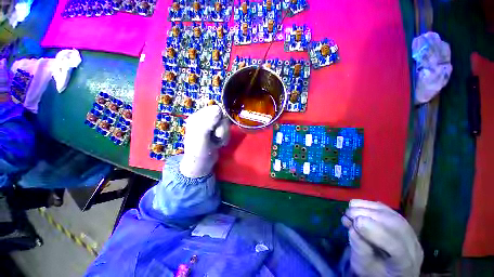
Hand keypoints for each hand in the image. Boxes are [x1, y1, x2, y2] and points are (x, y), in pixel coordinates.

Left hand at [179, 105, 229, 177]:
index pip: (215, 109)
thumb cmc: (198, 151)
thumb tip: (218, 108)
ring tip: (217, 142)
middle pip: (222, 117)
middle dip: (222, 128)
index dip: (219, 119)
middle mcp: (205, 119)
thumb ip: (208, 121)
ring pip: (225, 124)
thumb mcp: (201, 136)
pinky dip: (225, 137)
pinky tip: (219, 143)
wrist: (201, 164)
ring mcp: (211, 126)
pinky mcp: (217, 132)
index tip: (214, 130)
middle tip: (216, 137)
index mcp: (197, 117)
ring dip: (224, 134)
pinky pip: (226, 130)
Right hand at [342, 199, 422, 276]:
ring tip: (350, 210)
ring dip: (367, 207)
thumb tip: (354, 226)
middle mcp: (413, 247)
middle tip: (347, 214)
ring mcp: (410, 233)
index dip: (376, 232)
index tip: (355, 222)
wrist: (385, 270)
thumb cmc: (371, 271)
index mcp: (405, 266)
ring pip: (391, 214)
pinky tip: (357, 206)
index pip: (397, 247)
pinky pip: (387, 209)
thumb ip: (359, 247)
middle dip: (368, 214)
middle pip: (396, 225)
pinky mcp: (402, 222)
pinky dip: (369, 204)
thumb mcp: (361, 265)